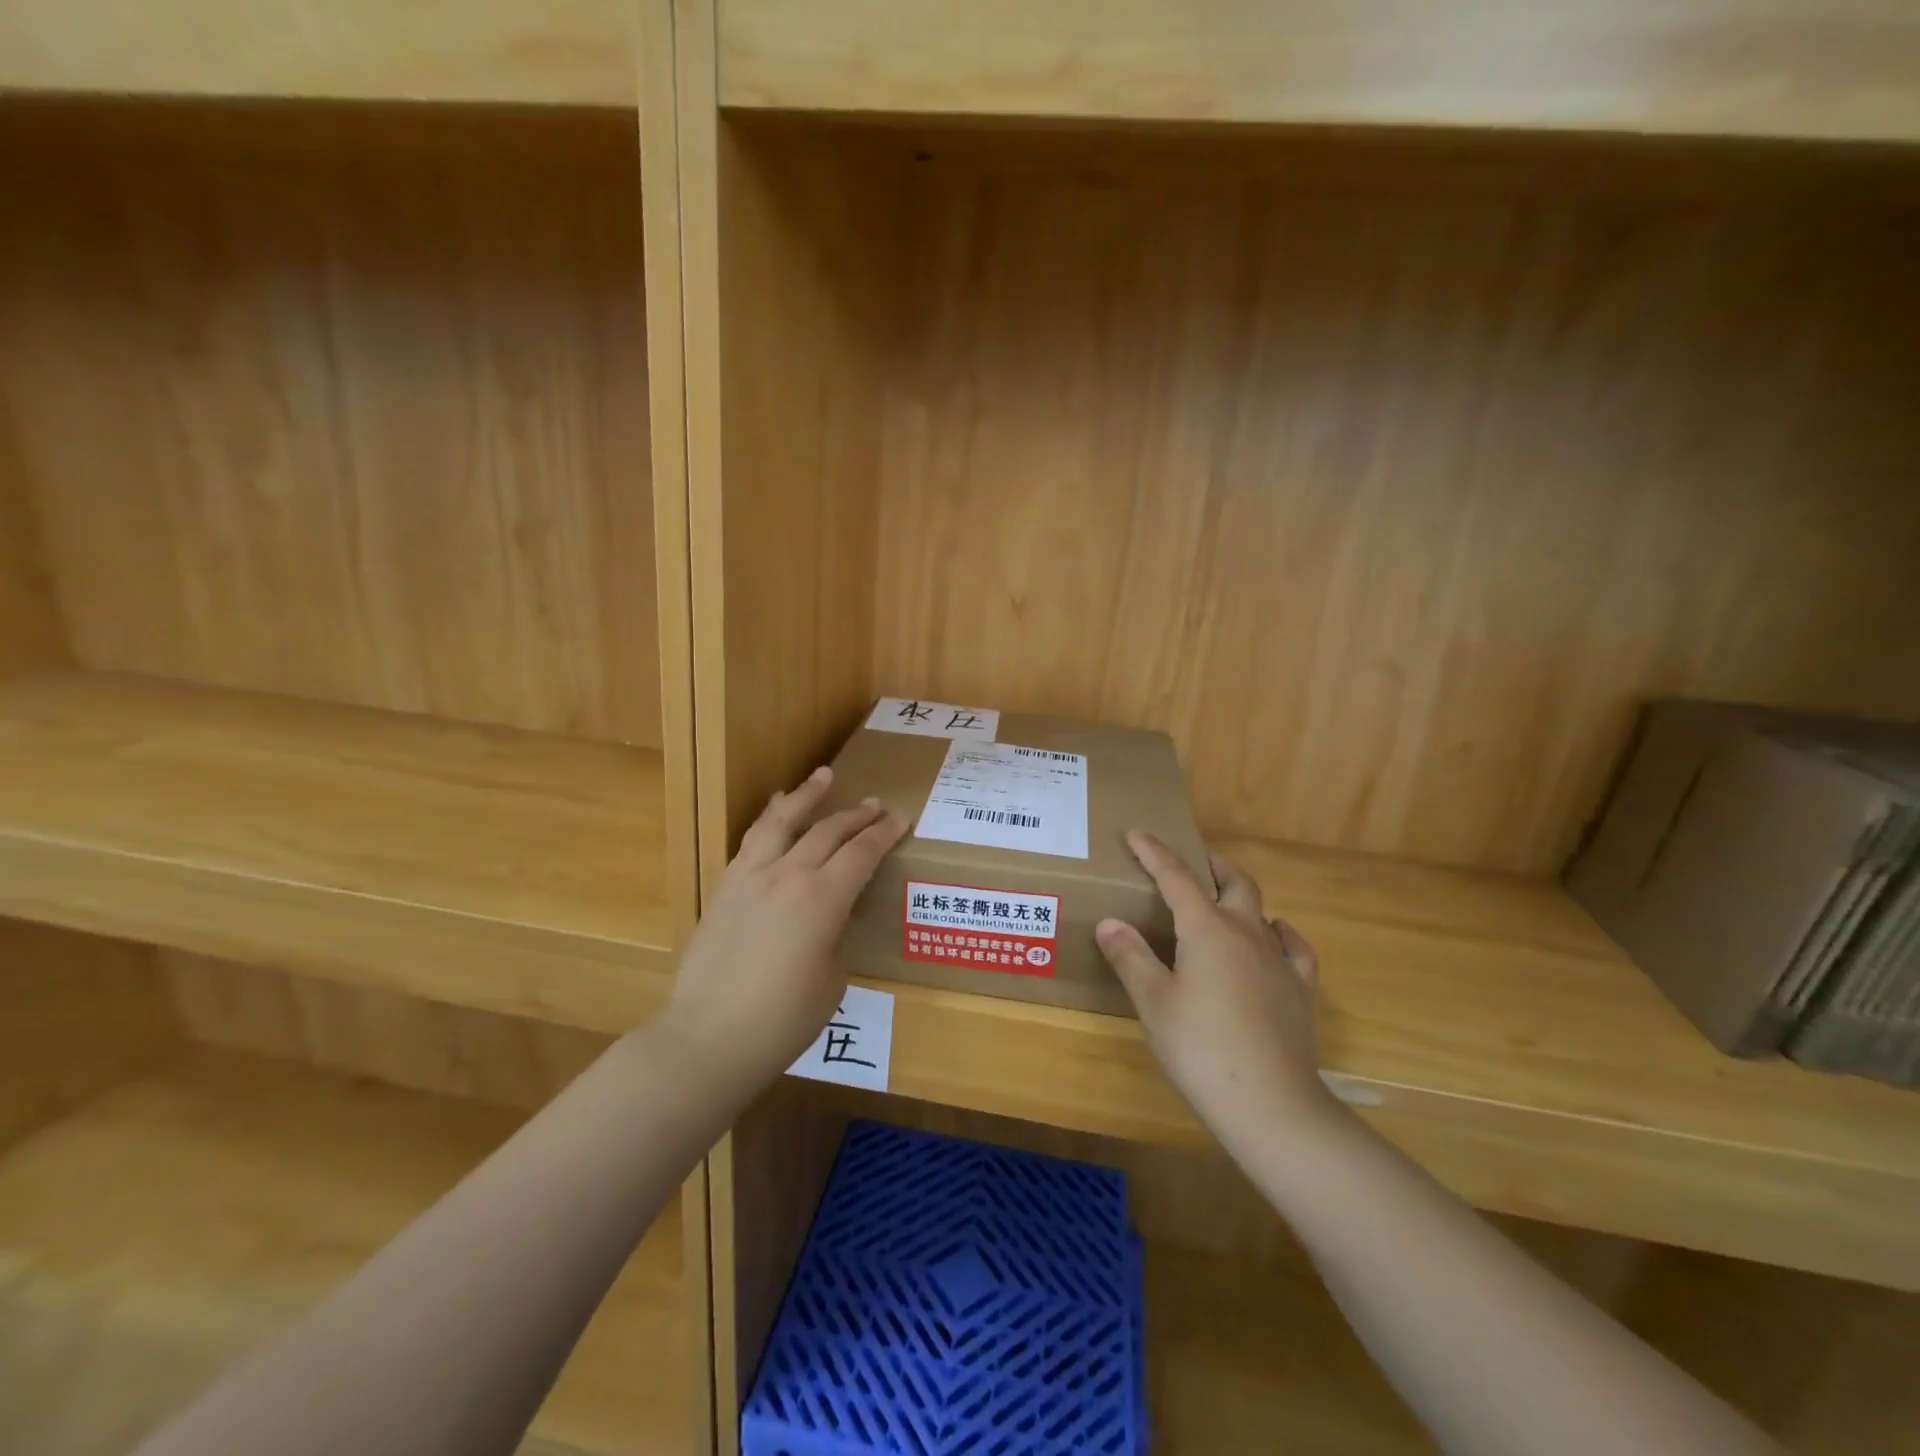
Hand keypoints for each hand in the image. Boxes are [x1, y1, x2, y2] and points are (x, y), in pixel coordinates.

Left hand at [660, 766, 907, 1090]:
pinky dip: (770, 819)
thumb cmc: (783, 1019)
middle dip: (856, 814)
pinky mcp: (724, 887)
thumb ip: (836, 935)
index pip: (862, 852)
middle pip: (828, 830)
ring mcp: (750, 876)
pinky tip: (774, 814)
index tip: (902, 819)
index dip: (884, 833)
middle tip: (875, 804)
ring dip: (806, 796)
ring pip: (782, 821)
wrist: (709, 1036)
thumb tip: (830, 918)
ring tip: (822, 776)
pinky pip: (752, 840)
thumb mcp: (832, 978)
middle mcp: (788, 874)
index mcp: (823, 898)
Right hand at [1096, 832, 1341, 1156]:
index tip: (1136, 834)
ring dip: (1238, 896)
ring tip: (1221, 901)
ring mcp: (1279, 960)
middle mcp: (1247, 933)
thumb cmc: (1201, 1049)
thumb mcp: (1154, 1003)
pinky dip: (1279, 932)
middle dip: (1209, 864)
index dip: (1154, 852)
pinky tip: (1274, 936)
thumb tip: (1109, 921)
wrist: (1272, 1105)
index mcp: (1207, 930)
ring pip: (1260, 910)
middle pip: (1232, 882)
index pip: (1176, 877)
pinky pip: (1293, 946)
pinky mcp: (1300, 989)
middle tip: (1190, 861)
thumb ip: (1131, 958)